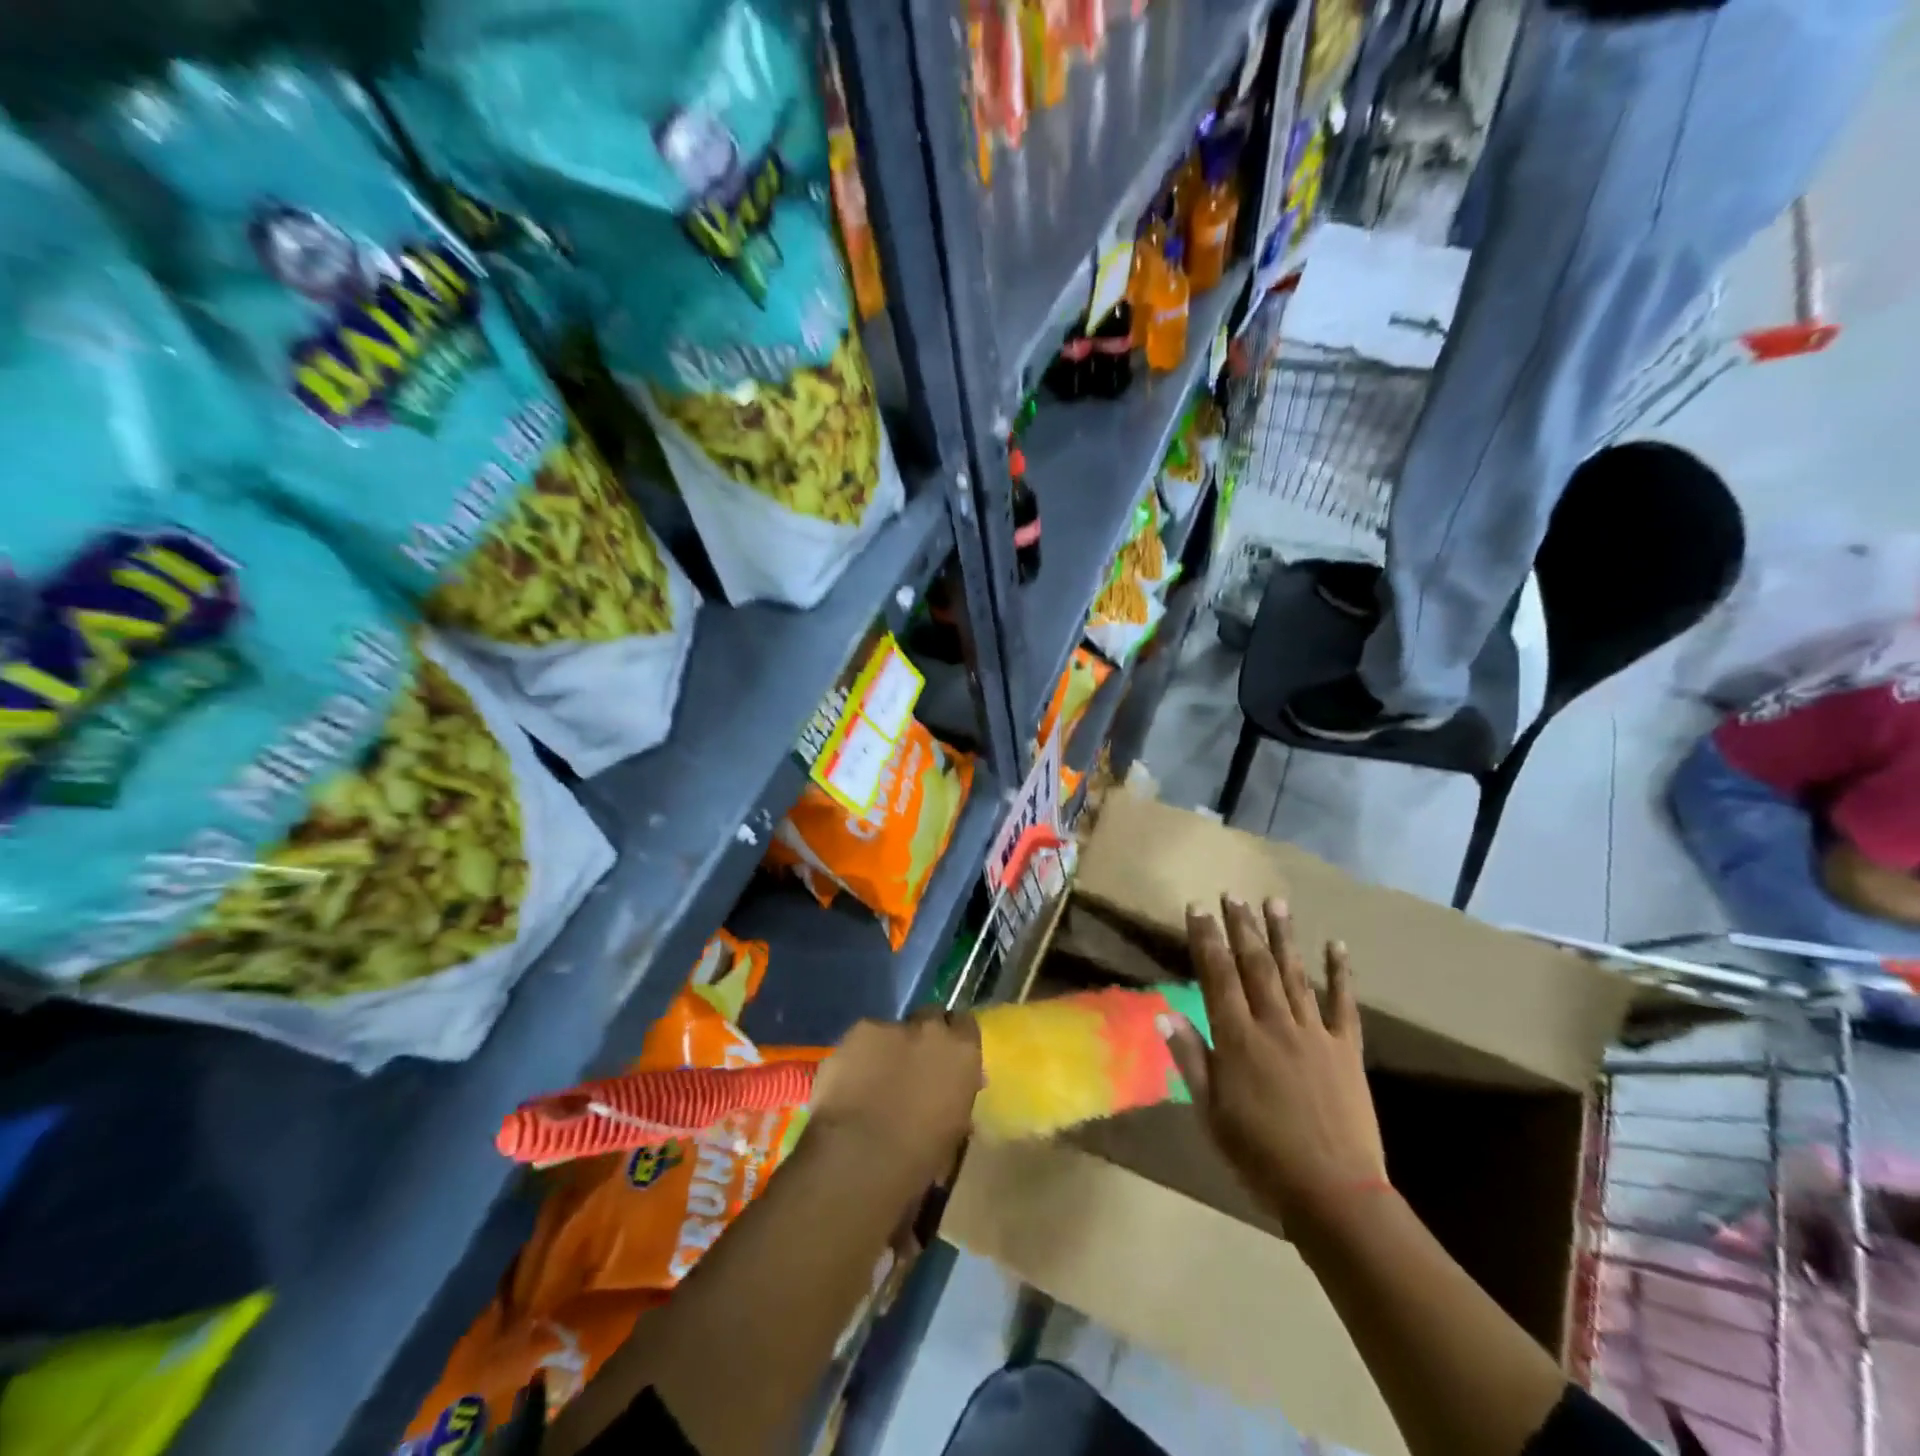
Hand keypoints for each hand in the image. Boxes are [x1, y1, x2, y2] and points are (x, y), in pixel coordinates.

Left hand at [808, 1011, 983, 1183]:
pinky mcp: (859, 1030)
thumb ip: (955, 1099)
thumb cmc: (918, 1157)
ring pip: (893, 1029)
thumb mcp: (953, 1130)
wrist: (863, 1156)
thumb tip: (951, 1095)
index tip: (945, 1057)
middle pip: (931, 1017)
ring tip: (873, 1077)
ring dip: (889, 1047)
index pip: (966, 1026)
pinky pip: (863, 1037)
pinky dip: (859, 1054)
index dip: (954, 1039)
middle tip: (911, 1064)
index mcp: (963, 1054)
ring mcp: (894, 1026)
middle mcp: (932, 1030)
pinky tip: (850, 1079)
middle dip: (923, 1036)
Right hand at [1167, 897, 1388, 1230]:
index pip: (1217, 977)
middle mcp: (1274, 1025)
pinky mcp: (1346, 1050)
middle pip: (1255, 965)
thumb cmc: (1260, 1156)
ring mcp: (1313, 1034)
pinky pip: (1343, 1004)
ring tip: (1275, 901)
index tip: (1197, 908)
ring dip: (1283, 936)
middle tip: (1233, 894)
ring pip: (1294, 974)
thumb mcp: (1211, 1113)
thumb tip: (1164, 1014)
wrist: (1334, 1193)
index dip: (1206, 939)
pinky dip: (1340, 973)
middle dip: (1242, 927)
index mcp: (1238, 1040)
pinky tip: (1336, 945)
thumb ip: (1190, 1059)